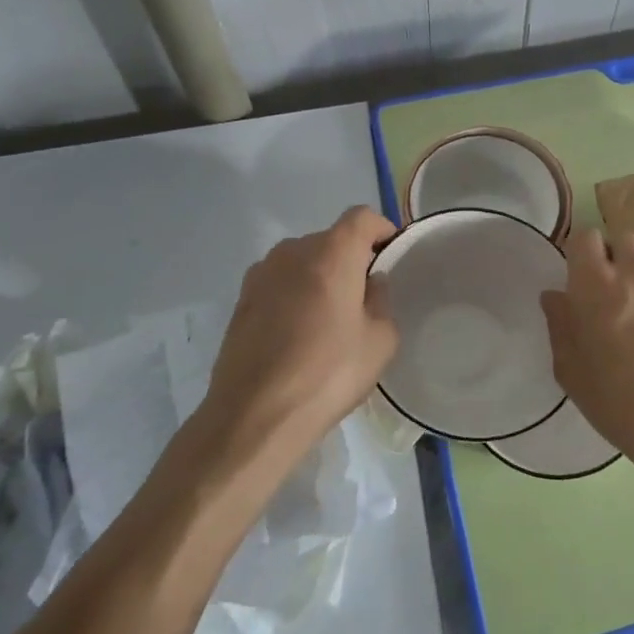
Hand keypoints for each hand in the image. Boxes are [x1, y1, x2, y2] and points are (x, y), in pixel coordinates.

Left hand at [199, 206, 397, 466]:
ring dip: (319, 277)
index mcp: (332, 253)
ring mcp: (262, 273)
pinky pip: (280, 282)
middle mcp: (294, 251)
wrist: (255, 415)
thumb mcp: (380, 341)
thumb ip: (381, 300)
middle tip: (363, 298)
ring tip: (328, 319)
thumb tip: (371, 283)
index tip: (391, 256)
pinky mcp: (241, 298)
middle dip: (350, 259)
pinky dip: (294, 294)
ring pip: (303, 261)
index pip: (362, 218)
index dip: (381, 230)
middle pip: (331, 239)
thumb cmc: (328, 374)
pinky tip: (297, 333)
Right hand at [540, 228, 633, 467]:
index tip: (584, 279)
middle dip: (619, 262)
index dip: (583, 255)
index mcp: (596, 284)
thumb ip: (560, 325)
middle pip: (624, 243)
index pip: (584, 238)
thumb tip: (556, 297)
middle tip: (618, 301)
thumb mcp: (572, 372)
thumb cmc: (621, 403)